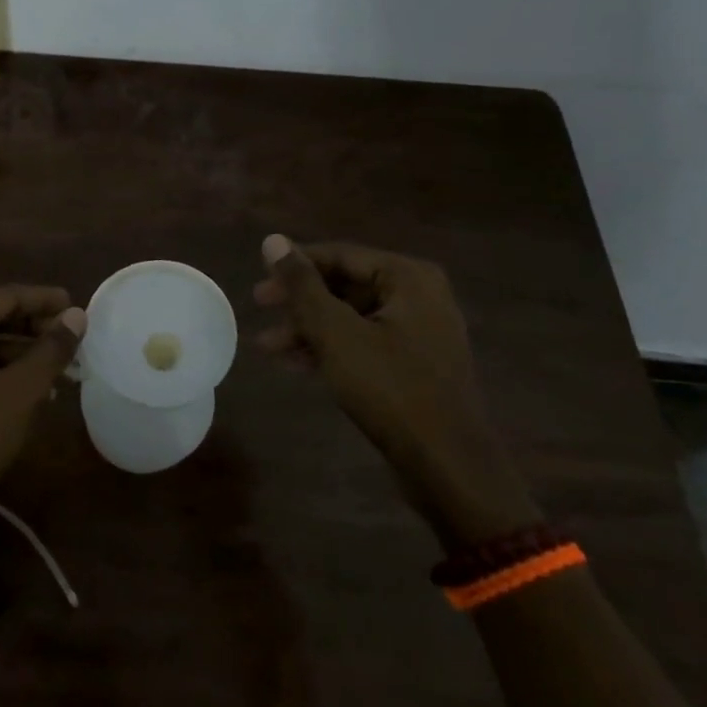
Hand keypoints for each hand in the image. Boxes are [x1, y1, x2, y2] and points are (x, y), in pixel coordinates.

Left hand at [0, 286, 85, 530]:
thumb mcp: (19, 391)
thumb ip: (50, 350)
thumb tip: (76, 315)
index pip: (5, 296)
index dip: (44, 300)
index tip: (76, 305)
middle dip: (33, 328)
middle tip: (70, 339)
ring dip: (19, 354)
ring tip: (57, 369)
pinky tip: (27, 393)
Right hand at [254, 235, 540, 548]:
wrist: (447, 466)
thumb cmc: (390, 388)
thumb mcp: (336, 333)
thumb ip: (302, 285)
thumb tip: (273, 239)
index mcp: (408, 277)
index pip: (339, 255)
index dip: (294, 265)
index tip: (259, 278)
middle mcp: (419, 296)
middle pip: (344, 284)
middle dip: (299, 301)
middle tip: (259, 307)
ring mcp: (419, 332)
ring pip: (350, 316)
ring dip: (308, 328)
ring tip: (267, 346)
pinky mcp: (414, 365)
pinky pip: (364, 342)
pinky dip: (331, 349)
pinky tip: (295, 363)